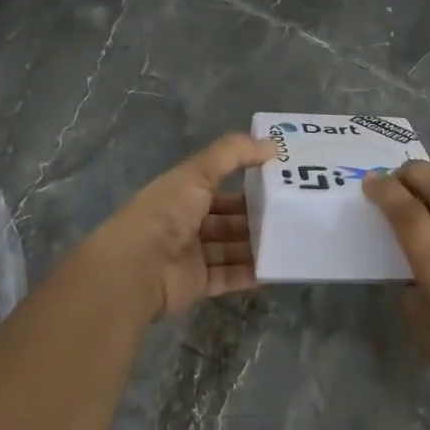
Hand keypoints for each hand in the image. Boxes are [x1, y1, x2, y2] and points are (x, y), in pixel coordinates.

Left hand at [87, 133, 275, 320]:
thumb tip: (272, 144)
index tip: (280, 182)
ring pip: (232, 249)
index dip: (246, 183)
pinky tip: (278, 268)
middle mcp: (186, 224)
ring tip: (292, 240)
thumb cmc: (165, 213)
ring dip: (257, 245)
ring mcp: (192, 256)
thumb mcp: (198, 172)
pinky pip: (231, 277)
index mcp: (182, 194)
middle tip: (293, 214)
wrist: (136, 268)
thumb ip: (233, 153)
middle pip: (228, 220)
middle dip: (256, 217)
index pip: (218, 186)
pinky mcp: (198, 285)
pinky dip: (252, 273)